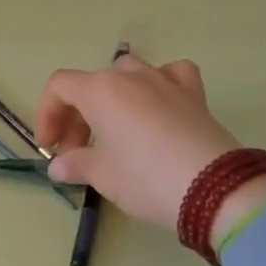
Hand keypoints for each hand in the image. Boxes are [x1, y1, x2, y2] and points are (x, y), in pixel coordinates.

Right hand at [35, 55, 265, 233]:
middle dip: (77, 117)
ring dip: (112, 99)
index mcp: (100, 90)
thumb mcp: (104, 177)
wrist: (217, 191)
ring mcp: (164, 81)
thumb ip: (76, 165)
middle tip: (77, 153)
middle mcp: (130, 76)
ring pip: (127, 74)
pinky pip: (171, 75)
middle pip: (90, 85)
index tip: (51, 148)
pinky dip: (161, 84)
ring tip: (114, 131)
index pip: (59, 87)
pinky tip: (160, 103)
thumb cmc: (147, 178)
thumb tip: (59, 166)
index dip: (47, 114)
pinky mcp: (194, 95)